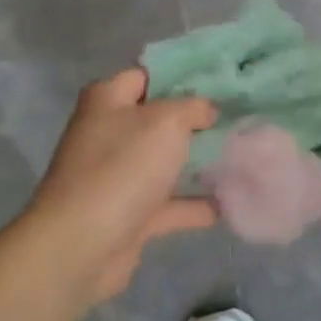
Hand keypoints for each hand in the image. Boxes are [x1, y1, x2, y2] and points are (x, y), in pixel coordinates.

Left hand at [23, 68, 218, 310]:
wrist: (81, 245)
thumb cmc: (122, 166)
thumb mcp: (167, 121)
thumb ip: (194, 107)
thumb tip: (208, 110)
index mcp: (107, 101)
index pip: (146, 75)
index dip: (181, 75)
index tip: (220, 79)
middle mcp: (108, 134)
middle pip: (157, 119)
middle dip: (195, 120)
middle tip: (236, 115)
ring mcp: (116, 176)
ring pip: (163, 162)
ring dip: (196, 162)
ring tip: (239, 154)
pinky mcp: (127, 215)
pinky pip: (167, 205)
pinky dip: (194, 206)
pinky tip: (228, 204)